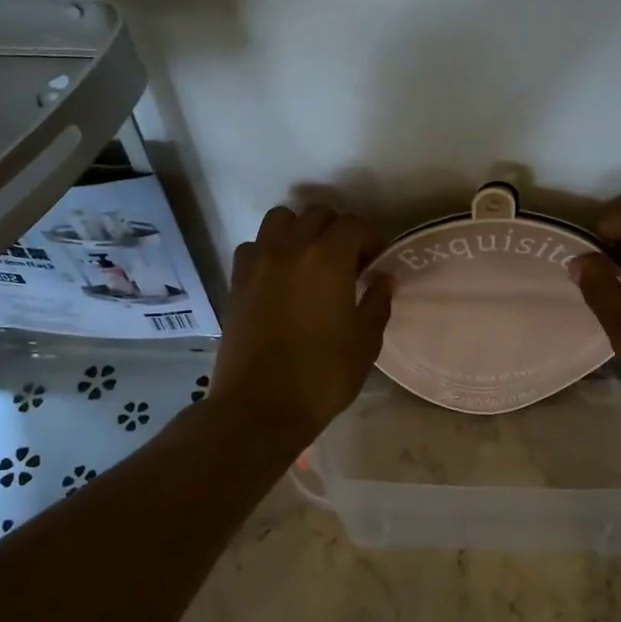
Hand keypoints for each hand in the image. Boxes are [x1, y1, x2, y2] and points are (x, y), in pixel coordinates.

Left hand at [211, 204, 393, 440]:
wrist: (259, 407)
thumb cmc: (322, 376)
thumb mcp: (365, 342)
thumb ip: (377, 302)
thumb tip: (383, 278)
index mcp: (328, 259)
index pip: (354, 224)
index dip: (371, 238)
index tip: (376, 263)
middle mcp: (291, 248)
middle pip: (317, 214)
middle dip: (338, 230)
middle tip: (347, 261)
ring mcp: (259, 262)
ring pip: (280, 219)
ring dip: (300, 230)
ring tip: (310, 260)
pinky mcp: (237, 280)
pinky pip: (255, 246)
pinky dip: (270, 249)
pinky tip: (279, 276)